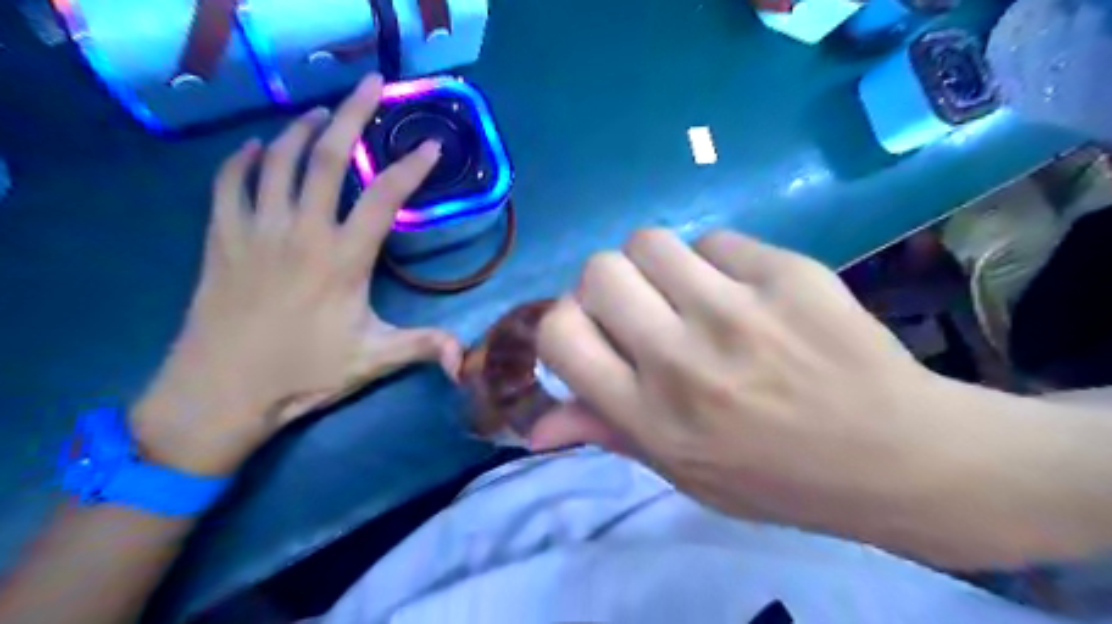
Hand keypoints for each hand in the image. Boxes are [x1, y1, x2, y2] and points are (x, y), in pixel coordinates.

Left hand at [132, 76, 459, 475]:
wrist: (220, 391)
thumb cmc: (303, 373)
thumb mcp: (373, 361)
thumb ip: (423, 347)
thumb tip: (467, 356)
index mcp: (343, 259)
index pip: (385, 198)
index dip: (411, 168)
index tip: (431, 145)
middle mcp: (301, 231)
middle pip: (328, 157)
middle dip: (353, 113)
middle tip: (372, 83)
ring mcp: (256, 229)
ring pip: (279, 159)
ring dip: (303, 128)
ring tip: (321, 112)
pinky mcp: (221, 237)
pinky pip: (231, 181)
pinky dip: (245, 158)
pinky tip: (259, 148)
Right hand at [534, 229, 975, 559]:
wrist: (894, 456)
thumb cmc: (776, 476)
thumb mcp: (681, 472)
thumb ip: (605, 435)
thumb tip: (534, 424)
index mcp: (650, 417)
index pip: (560, 336)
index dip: (563, 322)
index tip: (590, 329)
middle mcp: (682, 360)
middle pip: (599, 271)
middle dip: (607, 284)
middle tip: (641, 306)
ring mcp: (736, 312)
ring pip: (649, 241)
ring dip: (657, 264)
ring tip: (689, 291)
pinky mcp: (786, 275)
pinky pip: (716, 240)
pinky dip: (716, 261)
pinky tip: (745, 291)